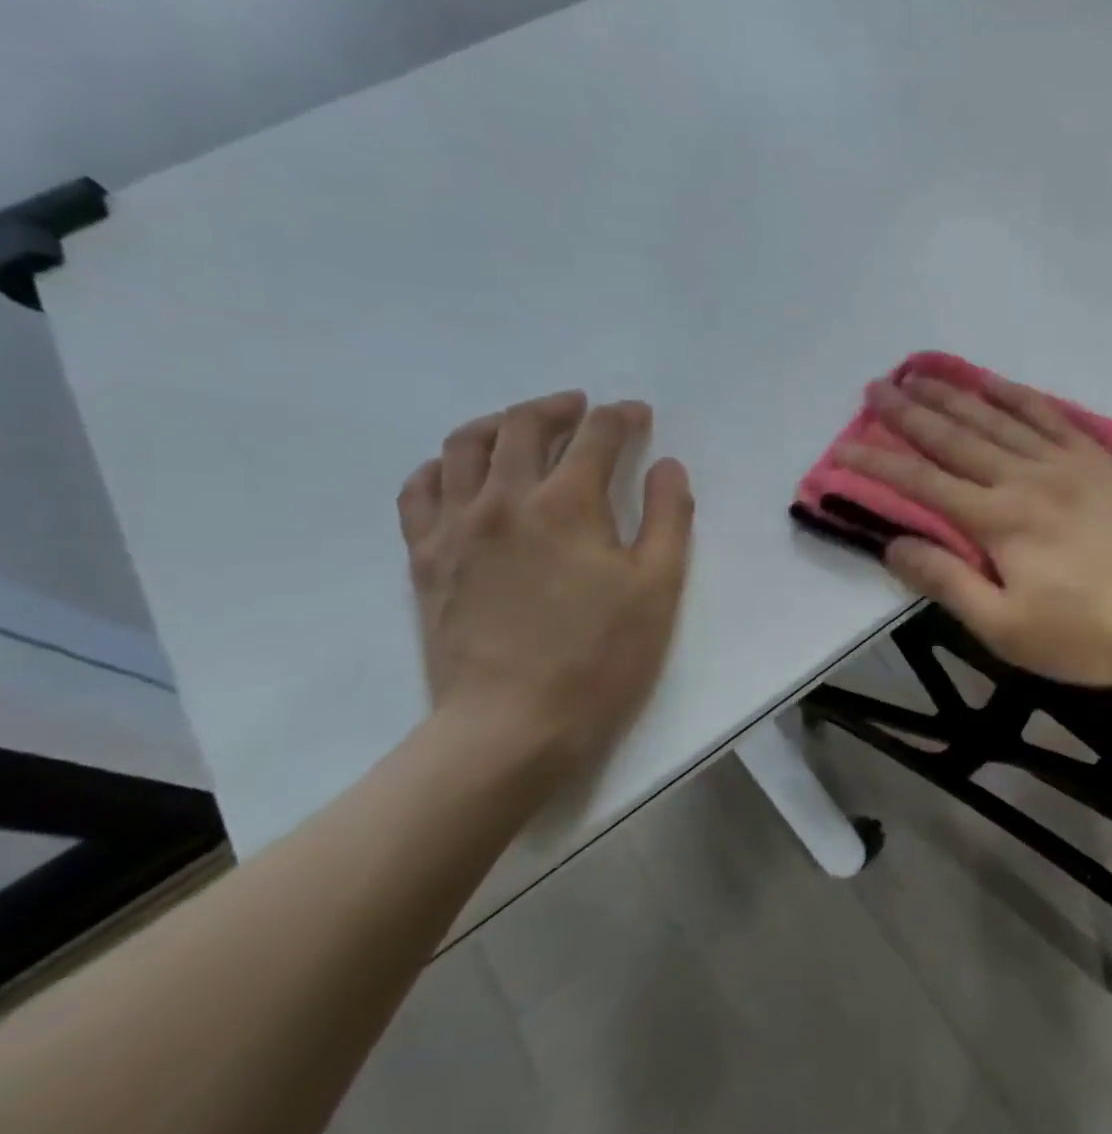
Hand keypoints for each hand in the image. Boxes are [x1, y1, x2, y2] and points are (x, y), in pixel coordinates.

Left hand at [397, 391, 693, 792]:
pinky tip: (460, 471)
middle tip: (583, 409)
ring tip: (522, 427)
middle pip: (524, 426)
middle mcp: (504, 499)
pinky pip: (420, 491)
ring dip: (499, 423)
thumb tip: (667, 466)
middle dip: (559, 407)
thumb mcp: (659, 587)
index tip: (638, 414)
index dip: (622, 417)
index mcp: (567, 504)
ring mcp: (455, 527)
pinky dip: (442, 466)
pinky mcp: (425, 559)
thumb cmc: (599, 657)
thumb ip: (669, 517)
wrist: (511, 726)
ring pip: (464, 446)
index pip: (596, 436)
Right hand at [839, 372, 1111, 688]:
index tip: (844, 447)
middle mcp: (1025, 477)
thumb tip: (894, 546)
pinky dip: (1015, 394)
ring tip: (918, 372)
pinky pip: (1048, 415)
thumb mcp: (1009, 630)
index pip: (923, 485)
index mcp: (999, 521)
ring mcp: (1067, 462)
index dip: (879, 465)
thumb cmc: (1093, 634)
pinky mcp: (1100, 460)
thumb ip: (949, 583)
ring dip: (953, 393)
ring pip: (997, 417)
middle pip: (955, 438)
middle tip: (875, 389)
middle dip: (909, 414)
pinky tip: (993, 382)